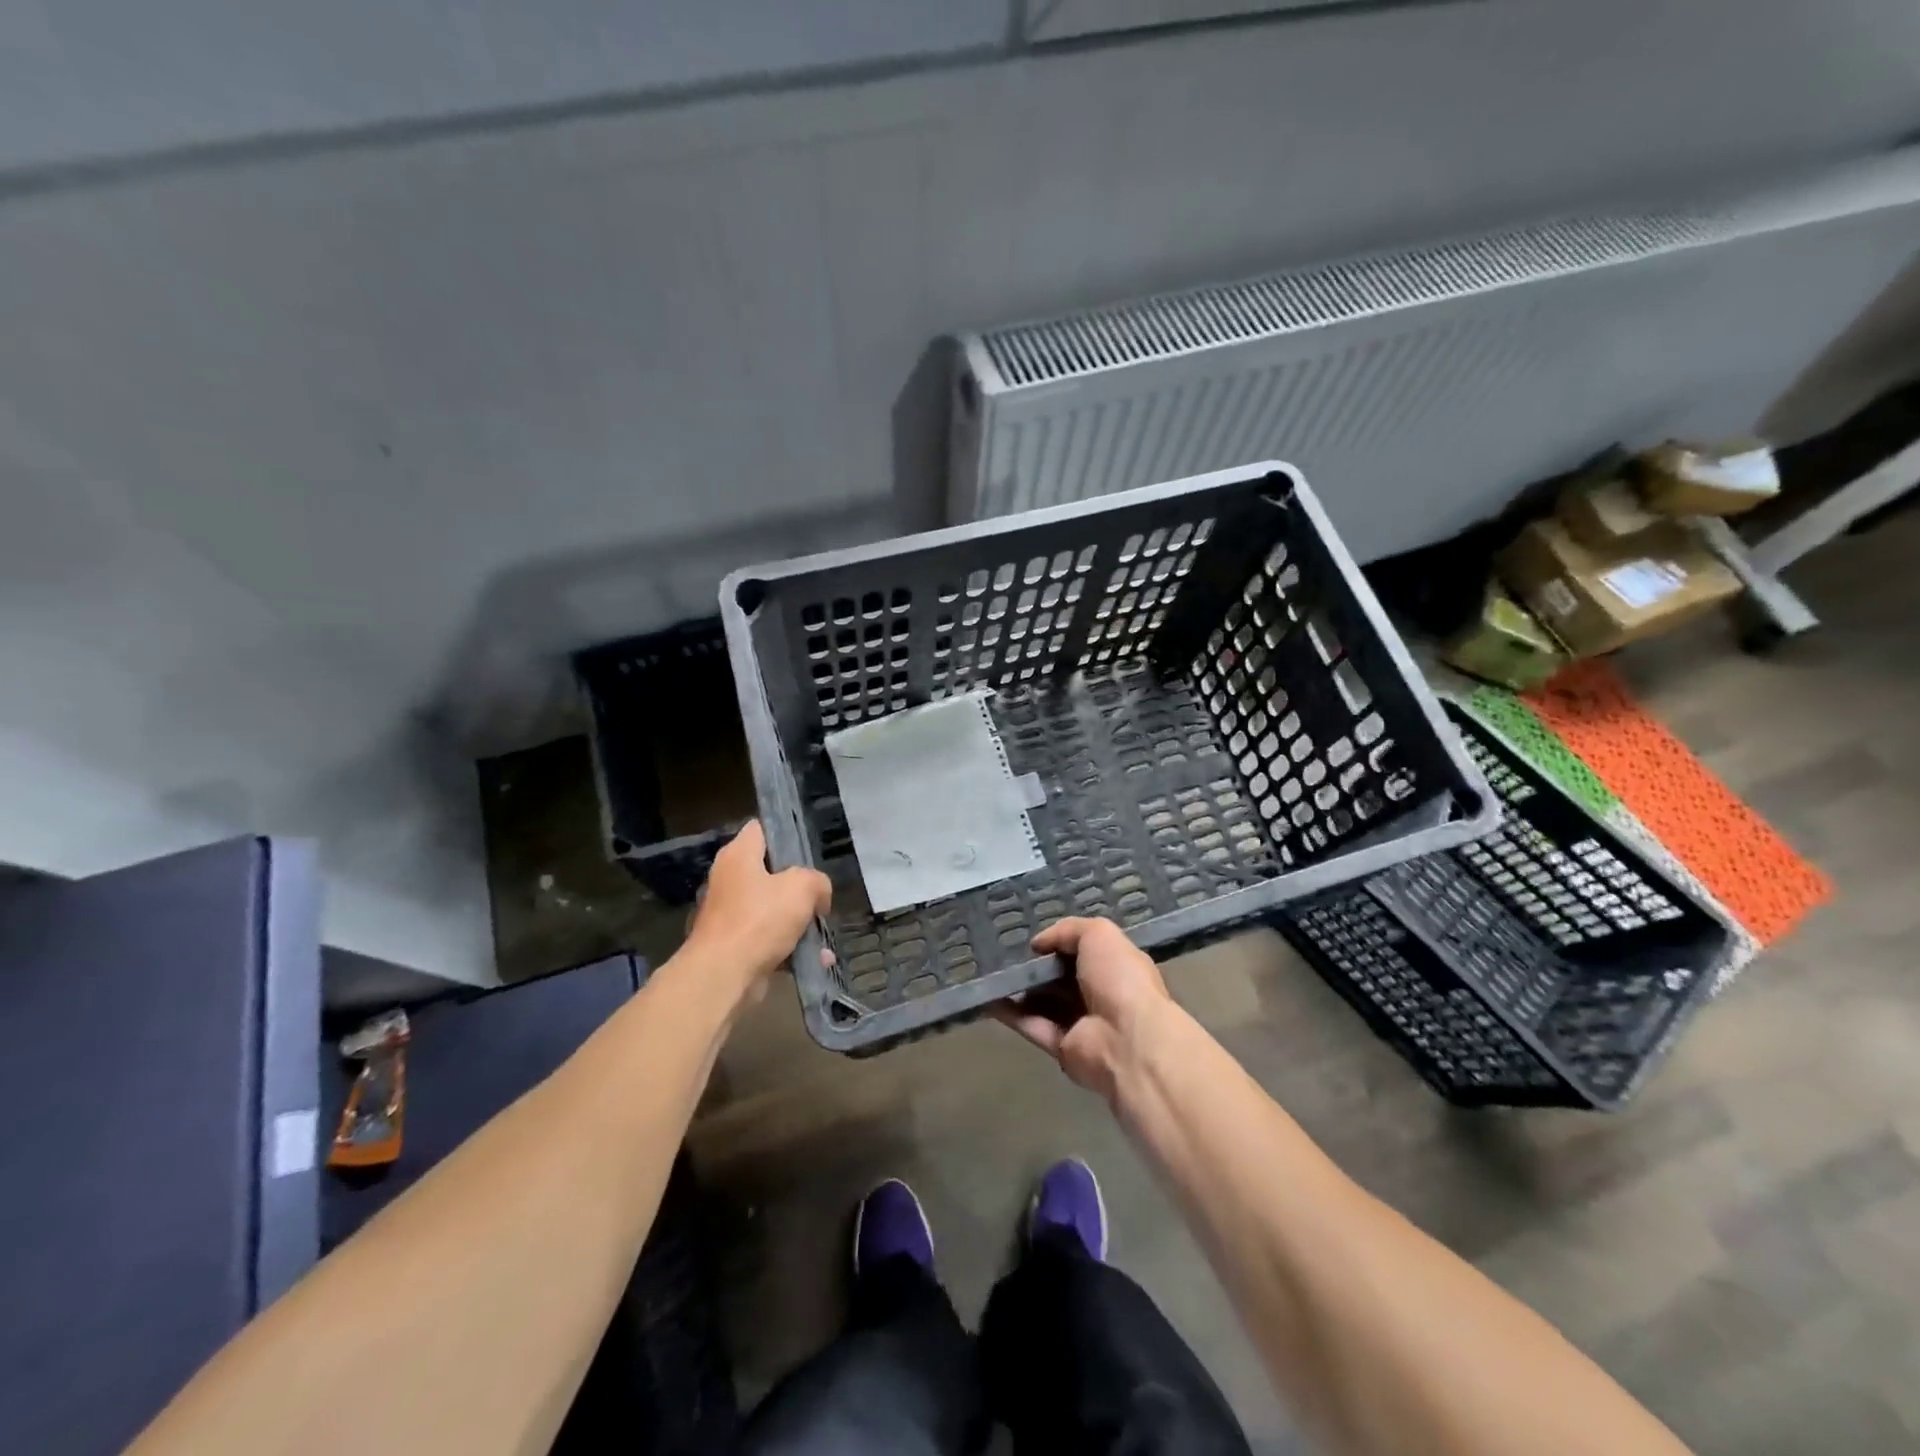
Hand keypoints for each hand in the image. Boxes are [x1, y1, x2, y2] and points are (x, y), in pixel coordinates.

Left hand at [683, 821, 831, 1005]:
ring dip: (800, 922)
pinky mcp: (734, 945)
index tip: (809, 849)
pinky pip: (770, 939)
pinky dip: (791, 947)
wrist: (723, 976)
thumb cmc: (760, 919)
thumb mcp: (802, 887)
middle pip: (770, 872)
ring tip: (823, 933)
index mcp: (738, 855)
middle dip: (799, 886)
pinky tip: (816, 959)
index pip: (761, 829)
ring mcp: (730, 914)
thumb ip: (817, 882)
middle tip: (820, 894)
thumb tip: (818, 896)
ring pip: (773, 909)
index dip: (785, 834)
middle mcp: (730, 880)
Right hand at [995, 917, 1173, 1102]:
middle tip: (1005, 954)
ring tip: (991, 972)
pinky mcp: (1062, 1048)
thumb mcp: (1099, 934)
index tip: (1035, 940)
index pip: (1087, 952)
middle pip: (1063, 978)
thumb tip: (1038, 944)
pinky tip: (987, 997)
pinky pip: (1032, 1026)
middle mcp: (1101, 995)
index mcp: (1116, 968)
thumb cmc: (1119, 979)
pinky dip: (1011, 1014)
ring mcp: (1082, 1023)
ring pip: (1045, 1003)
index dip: (1062, 944)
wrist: (1127, 1040)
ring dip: (1020, 990)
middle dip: (1037, 967)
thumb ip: (1067, 930)